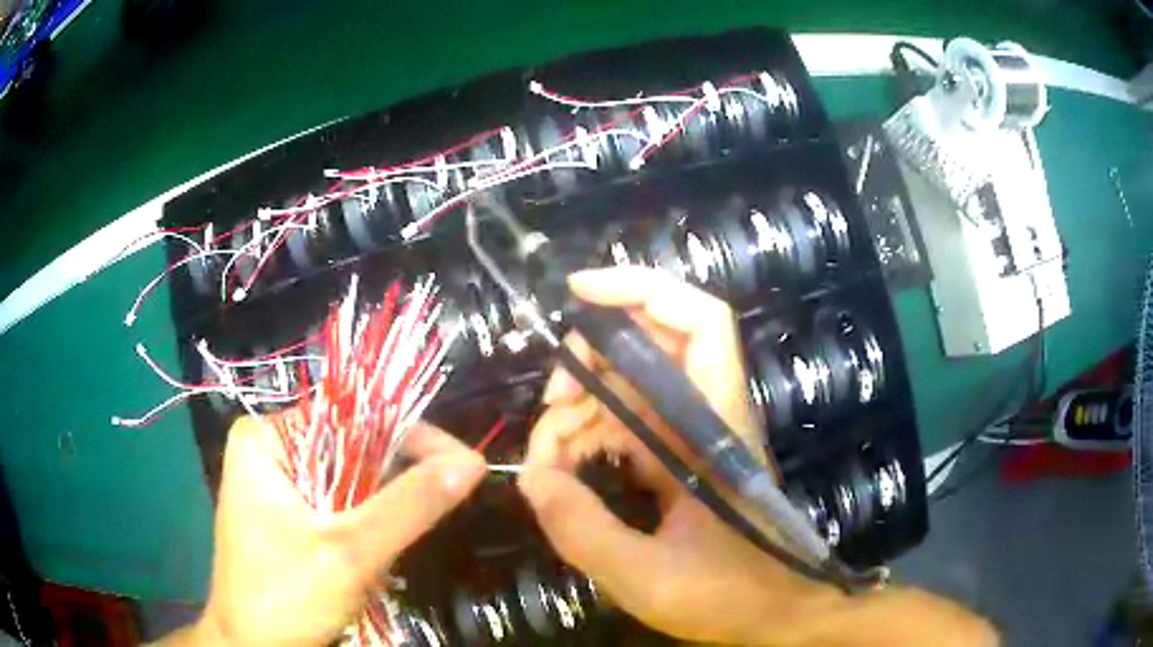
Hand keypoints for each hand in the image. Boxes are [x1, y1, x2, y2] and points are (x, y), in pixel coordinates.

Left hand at [163, 416, 485, 646]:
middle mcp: (272, 451)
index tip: (463, 464)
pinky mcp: (291, 516)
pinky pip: (342, 505)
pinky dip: (368, 525)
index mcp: (267, 438)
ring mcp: (280, 485)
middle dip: (396, 480)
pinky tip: (379, 551)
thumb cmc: (284, 596)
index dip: (410, 435)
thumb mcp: (349, 553)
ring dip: (384, 508)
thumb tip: (473, 461)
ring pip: (351, 481)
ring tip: (407, 537)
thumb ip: (410, 506)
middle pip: (352, 448)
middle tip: (443, 506)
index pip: (352, 414)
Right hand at [518, 267, 996, 645]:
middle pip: (647, 348)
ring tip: (548, 462)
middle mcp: (705, 417)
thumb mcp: (646, 577)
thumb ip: (584, 530)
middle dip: (589, 364)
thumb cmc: (726, 595)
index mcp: (715, 427)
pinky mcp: (675, 459)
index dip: (644, 289)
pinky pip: (624, 426)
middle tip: (551, 410)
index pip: (700, 324)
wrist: (771, 615)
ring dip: (580, 411)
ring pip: (626, 389)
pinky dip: (588, 439)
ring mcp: (689, 437)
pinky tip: (564, 471)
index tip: (579, 291)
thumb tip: (530, 478)